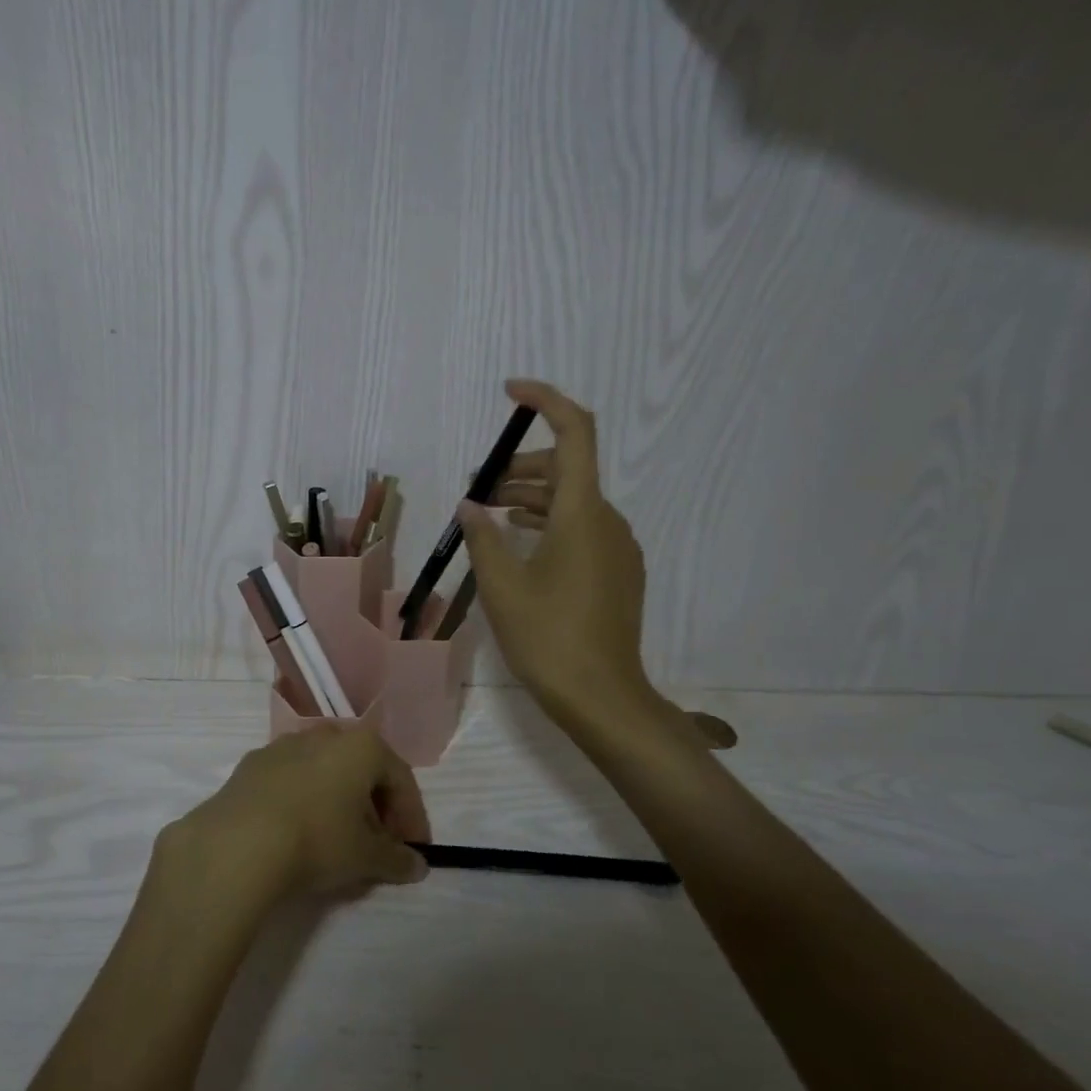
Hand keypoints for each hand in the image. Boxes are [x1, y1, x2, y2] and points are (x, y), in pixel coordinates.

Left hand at [160, 724, 429, 903]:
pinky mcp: (251, 764)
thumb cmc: (317, 839)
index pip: (400, 778)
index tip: (414, 850)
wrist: (237, 843)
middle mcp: (325, 734)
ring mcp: (284, 745)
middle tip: (379, 845)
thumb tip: (416, 865)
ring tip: (338, 841)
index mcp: (362, 746)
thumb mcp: (365, 857)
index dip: (412, 816)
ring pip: (325, 772)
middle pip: (362, 770)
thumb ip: (396, 859)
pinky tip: (297, 833)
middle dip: (376, 807)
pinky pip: (291, 780)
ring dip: (339, 802)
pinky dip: (304, 801)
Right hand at [458, 380, 651, 724]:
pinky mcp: (617, 572)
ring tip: (490, 513)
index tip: (511, 393)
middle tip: (479, 486)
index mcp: (583, 513)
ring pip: (573, 501)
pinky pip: (583, 528)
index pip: (575, 433)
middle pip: (567, 468)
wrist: (602, 697)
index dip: (546, 401)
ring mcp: (617, 548)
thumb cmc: (548, 637)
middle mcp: (607, 521)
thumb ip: (483, 536)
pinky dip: (549, 522)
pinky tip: (520, 543)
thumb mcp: (502, 585)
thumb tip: (472, 504)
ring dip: (532, 497)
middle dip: (521, 466)